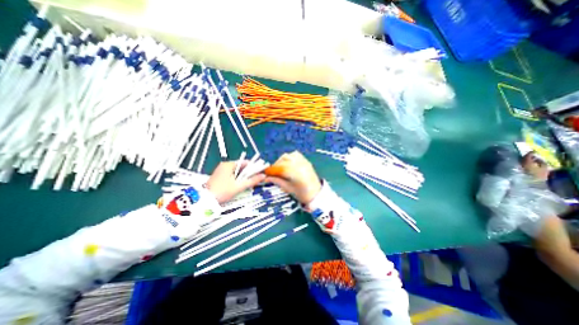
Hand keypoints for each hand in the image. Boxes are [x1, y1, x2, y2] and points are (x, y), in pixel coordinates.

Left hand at [207, 161, 265, 204]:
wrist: (205, 200)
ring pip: (236, 172)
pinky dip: (237, 179)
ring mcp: (221, 171)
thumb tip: (264, 176)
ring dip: (243, 177)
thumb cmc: (223, 191)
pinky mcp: (219, 177)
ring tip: (249, 184)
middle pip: (241, 167)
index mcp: (229, 164)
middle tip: (255, 180)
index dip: (254, 167)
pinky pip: (232, 175)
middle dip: (249, 173)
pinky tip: (240, 185)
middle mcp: (224, 165)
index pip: (245, 162)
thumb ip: (252, 180)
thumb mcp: (239, 186)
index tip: (260, 173)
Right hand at [264, 151, 320, 204]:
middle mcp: (299, 165)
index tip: (265, 173)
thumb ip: (276, 181)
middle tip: (271, 172)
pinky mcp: (305, 161)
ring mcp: (303, 161)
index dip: (271, 170)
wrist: (316, 194)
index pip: (279, 168)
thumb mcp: (288, 188)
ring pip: (288, 155)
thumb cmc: (302, 194)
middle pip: (283, 160)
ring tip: (279, 168)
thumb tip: (266, 178)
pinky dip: (289, 157)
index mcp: (295, 173)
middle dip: (275, 165)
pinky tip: (287, 164)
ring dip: (281, 160)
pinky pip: (295, 155)